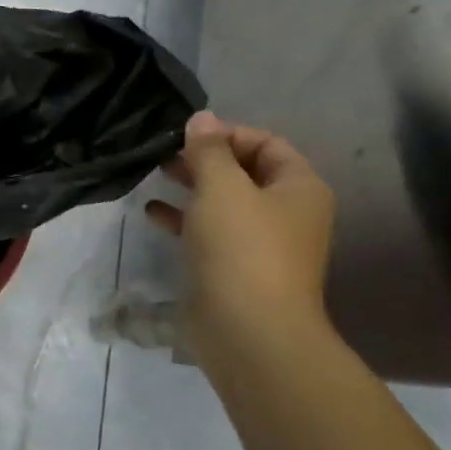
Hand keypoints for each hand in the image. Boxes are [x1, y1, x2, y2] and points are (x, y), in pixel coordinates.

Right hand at [146, 110, 336, 357]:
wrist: (248, 331)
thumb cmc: (242, 248)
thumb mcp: (221, 187)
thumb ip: (208, 150)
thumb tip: (201, 118)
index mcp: (298, 188)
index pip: (266, 143)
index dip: (227, 133)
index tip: (185, 135)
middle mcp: (286, 213)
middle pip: (244, 171)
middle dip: (204, 159)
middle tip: (164, 153)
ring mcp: (261, 244)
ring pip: (224, 202)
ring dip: (191, 186)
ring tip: (155, 175)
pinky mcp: (234, 269)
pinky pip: (209, 232)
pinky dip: (183, 218)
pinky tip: (152, 213)